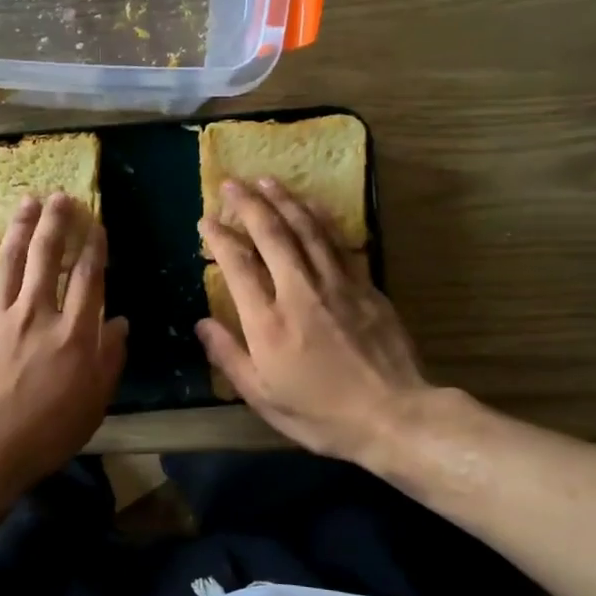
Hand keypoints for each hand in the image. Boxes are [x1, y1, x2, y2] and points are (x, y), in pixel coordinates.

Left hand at [0, 193, 128, 493]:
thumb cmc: (45, 434)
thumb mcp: (93, 404)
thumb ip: (110, 359)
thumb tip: (122, 322)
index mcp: (73, 334)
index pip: (89, 277)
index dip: (94, 246)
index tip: (96, 224)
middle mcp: (37, 313)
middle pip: (47, 256)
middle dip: (57, 222)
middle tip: (60, 197)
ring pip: (10, 259)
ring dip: (20, 226)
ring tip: (27, 201)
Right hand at [197, 178, 434, 471]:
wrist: (394, 416)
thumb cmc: (320, 414)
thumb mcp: (262, 397)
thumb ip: (229, 356)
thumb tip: (201, 324)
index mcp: (268, 323)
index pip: (238, 267)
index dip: (220, 239)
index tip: (206, 220)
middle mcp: (299, 293)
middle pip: (272, 236)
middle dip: (249, 205)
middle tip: (232, 183)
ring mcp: (336, 285)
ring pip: (306, 230)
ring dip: (284, 201)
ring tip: (266, 180)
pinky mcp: (365, 287)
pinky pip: (338, 242)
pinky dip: (321, 219)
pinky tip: (312, 204)